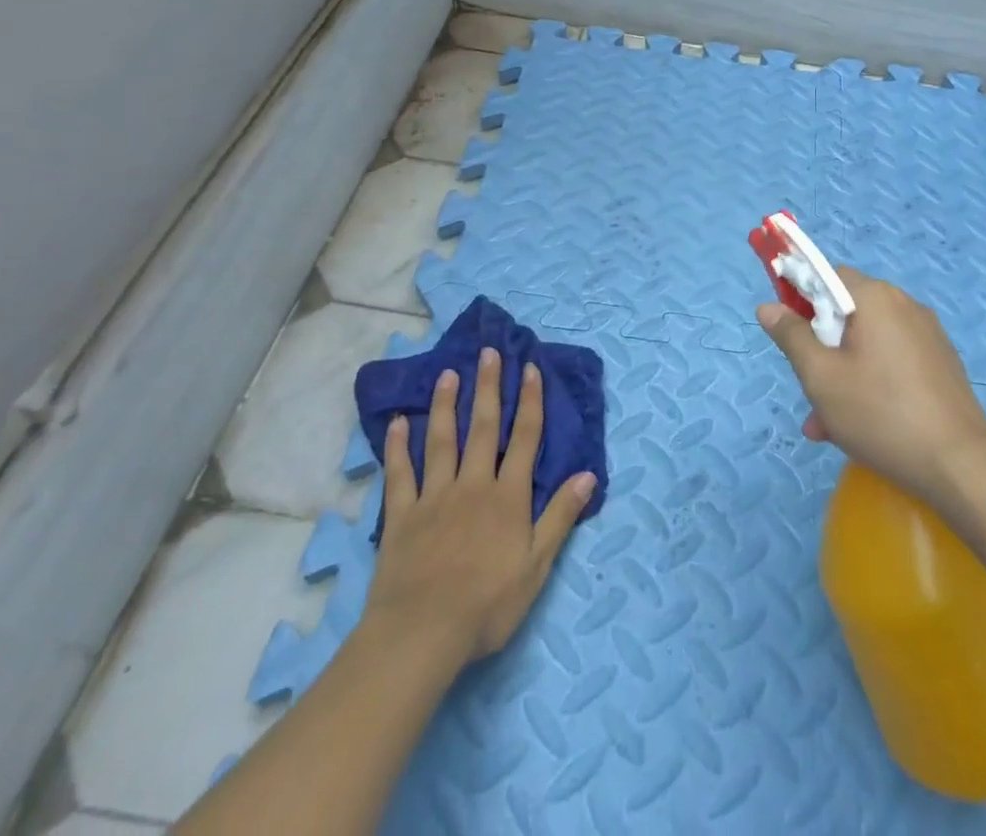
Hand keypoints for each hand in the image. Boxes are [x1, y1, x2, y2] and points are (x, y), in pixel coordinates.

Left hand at [363, 348, 595, 664]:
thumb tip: (587, 474)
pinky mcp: (401, 516)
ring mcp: (434, 497)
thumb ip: (560, 516)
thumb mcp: (537, 566)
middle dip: (488, 388)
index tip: (530, 368)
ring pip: (442, 441)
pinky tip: (398, 422)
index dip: (529, 401)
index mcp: (508, 497)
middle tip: (489, 352)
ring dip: (446, 405)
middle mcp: (473, 485)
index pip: (524, 438)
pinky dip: (398, 447)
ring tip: (448, 374)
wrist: (422, 633)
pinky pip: (400, 474)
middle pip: (483, 428)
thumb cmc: (487, 605)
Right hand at [758, 268, 985, 502]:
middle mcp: (904, 305)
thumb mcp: (821, 377)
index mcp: (875, 297)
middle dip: (821, 346)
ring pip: (868, 342)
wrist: (960, 466)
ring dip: (842, 372)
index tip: (788, 332)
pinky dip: (871, 381)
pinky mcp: (941, 363)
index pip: (827, 275)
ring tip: (827, 425)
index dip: (800, 296)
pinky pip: (892, 360)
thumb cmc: (880, 414)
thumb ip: (791, 336)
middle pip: (847, 312)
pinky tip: (861, 426)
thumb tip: (768, 307)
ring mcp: (927, 335)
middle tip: (808, 388)